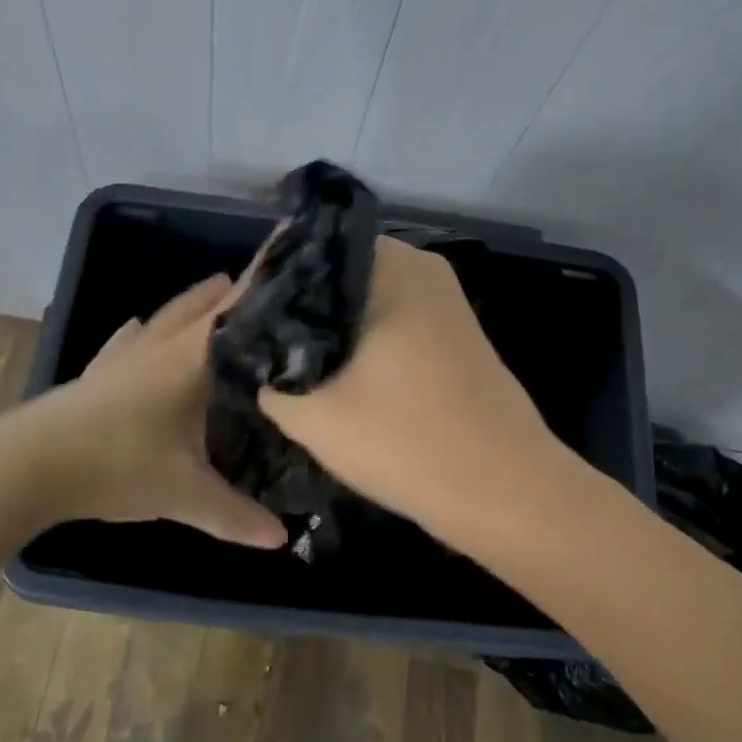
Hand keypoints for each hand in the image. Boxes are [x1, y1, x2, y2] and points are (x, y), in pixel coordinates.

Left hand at [24, 274, 287, 547]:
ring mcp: (124, 355)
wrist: (31, 464)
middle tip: (266, 281)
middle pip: (201, 306)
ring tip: (215, 291)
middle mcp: (160, 346)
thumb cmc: (117, 465)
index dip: (262, 287)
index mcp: (190, 360)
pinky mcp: (98, 371)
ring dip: (193, 303)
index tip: (291, 264)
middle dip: (232, 290)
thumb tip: (282, 537)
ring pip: (166, 316)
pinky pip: (128, 339)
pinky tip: (138, 326)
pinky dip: (142, 330)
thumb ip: (234, 514)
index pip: (234, 313)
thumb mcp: (183, 494)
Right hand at [257, 238, 560, 539]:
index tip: (236, 319)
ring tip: (283, 364)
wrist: (505, 492)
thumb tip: (250, 353)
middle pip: (334, 274)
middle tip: (254, 345)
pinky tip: (332, 380)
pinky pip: (390, 324)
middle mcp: (421, 267)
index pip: (305, 248)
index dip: (264, 282)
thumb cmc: (405, 440)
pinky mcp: (453, 336)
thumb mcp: (311, 412)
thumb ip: (264, 372)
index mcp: (391, 263)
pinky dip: (359, 345)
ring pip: (361, 303)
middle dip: (294, 308)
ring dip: (325, 331)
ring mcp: (443, 302)